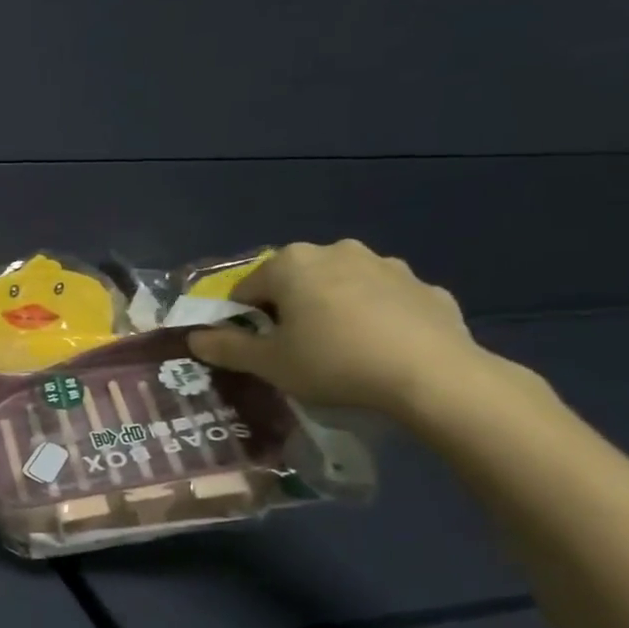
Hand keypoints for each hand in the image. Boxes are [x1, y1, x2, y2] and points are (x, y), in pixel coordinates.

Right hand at [185, 240, 497, 418]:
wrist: (434, 376)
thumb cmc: (334, 362)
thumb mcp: (269, 364)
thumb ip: (227, 348)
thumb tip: (194, 338)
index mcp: (290, 264)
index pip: (247, 289)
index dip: (243, 320)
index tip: (255, 349)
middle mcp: (336, 251)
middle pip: (295, 281)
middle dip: (290, 309)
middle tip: (295, 349)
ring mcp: (386, 265)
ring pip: (341, 286)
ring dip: (333, 308)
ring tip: (341, 350)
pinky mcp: (425, 287)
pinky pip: (385, 301)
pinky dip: (376, 318)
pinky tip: (381, 349)